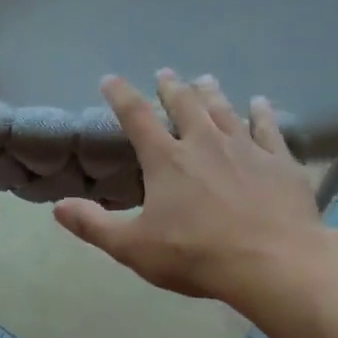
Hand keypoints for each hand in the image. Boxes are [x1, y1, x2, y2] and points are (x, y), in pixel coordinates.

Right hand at [54, 71, 337, 308]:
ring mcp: (246, 149)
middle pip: (185, 105)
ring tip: (205, 79)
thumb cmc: (196, 255)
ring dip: (212, 94)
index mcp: (166, 160)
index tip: (110, 79)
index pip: (136, 117)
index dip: (121, 96)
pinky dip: (262, 113)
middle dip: (171, 88)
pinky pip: (268, 128)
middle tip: (165, 74)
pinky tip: (260, 103)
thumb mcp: (134, 247)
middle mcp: (205, 143)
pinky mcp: (280, 162)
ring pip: (225, 111)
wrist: (272, 262)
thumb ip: (94, 225)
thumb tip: (58, 207)